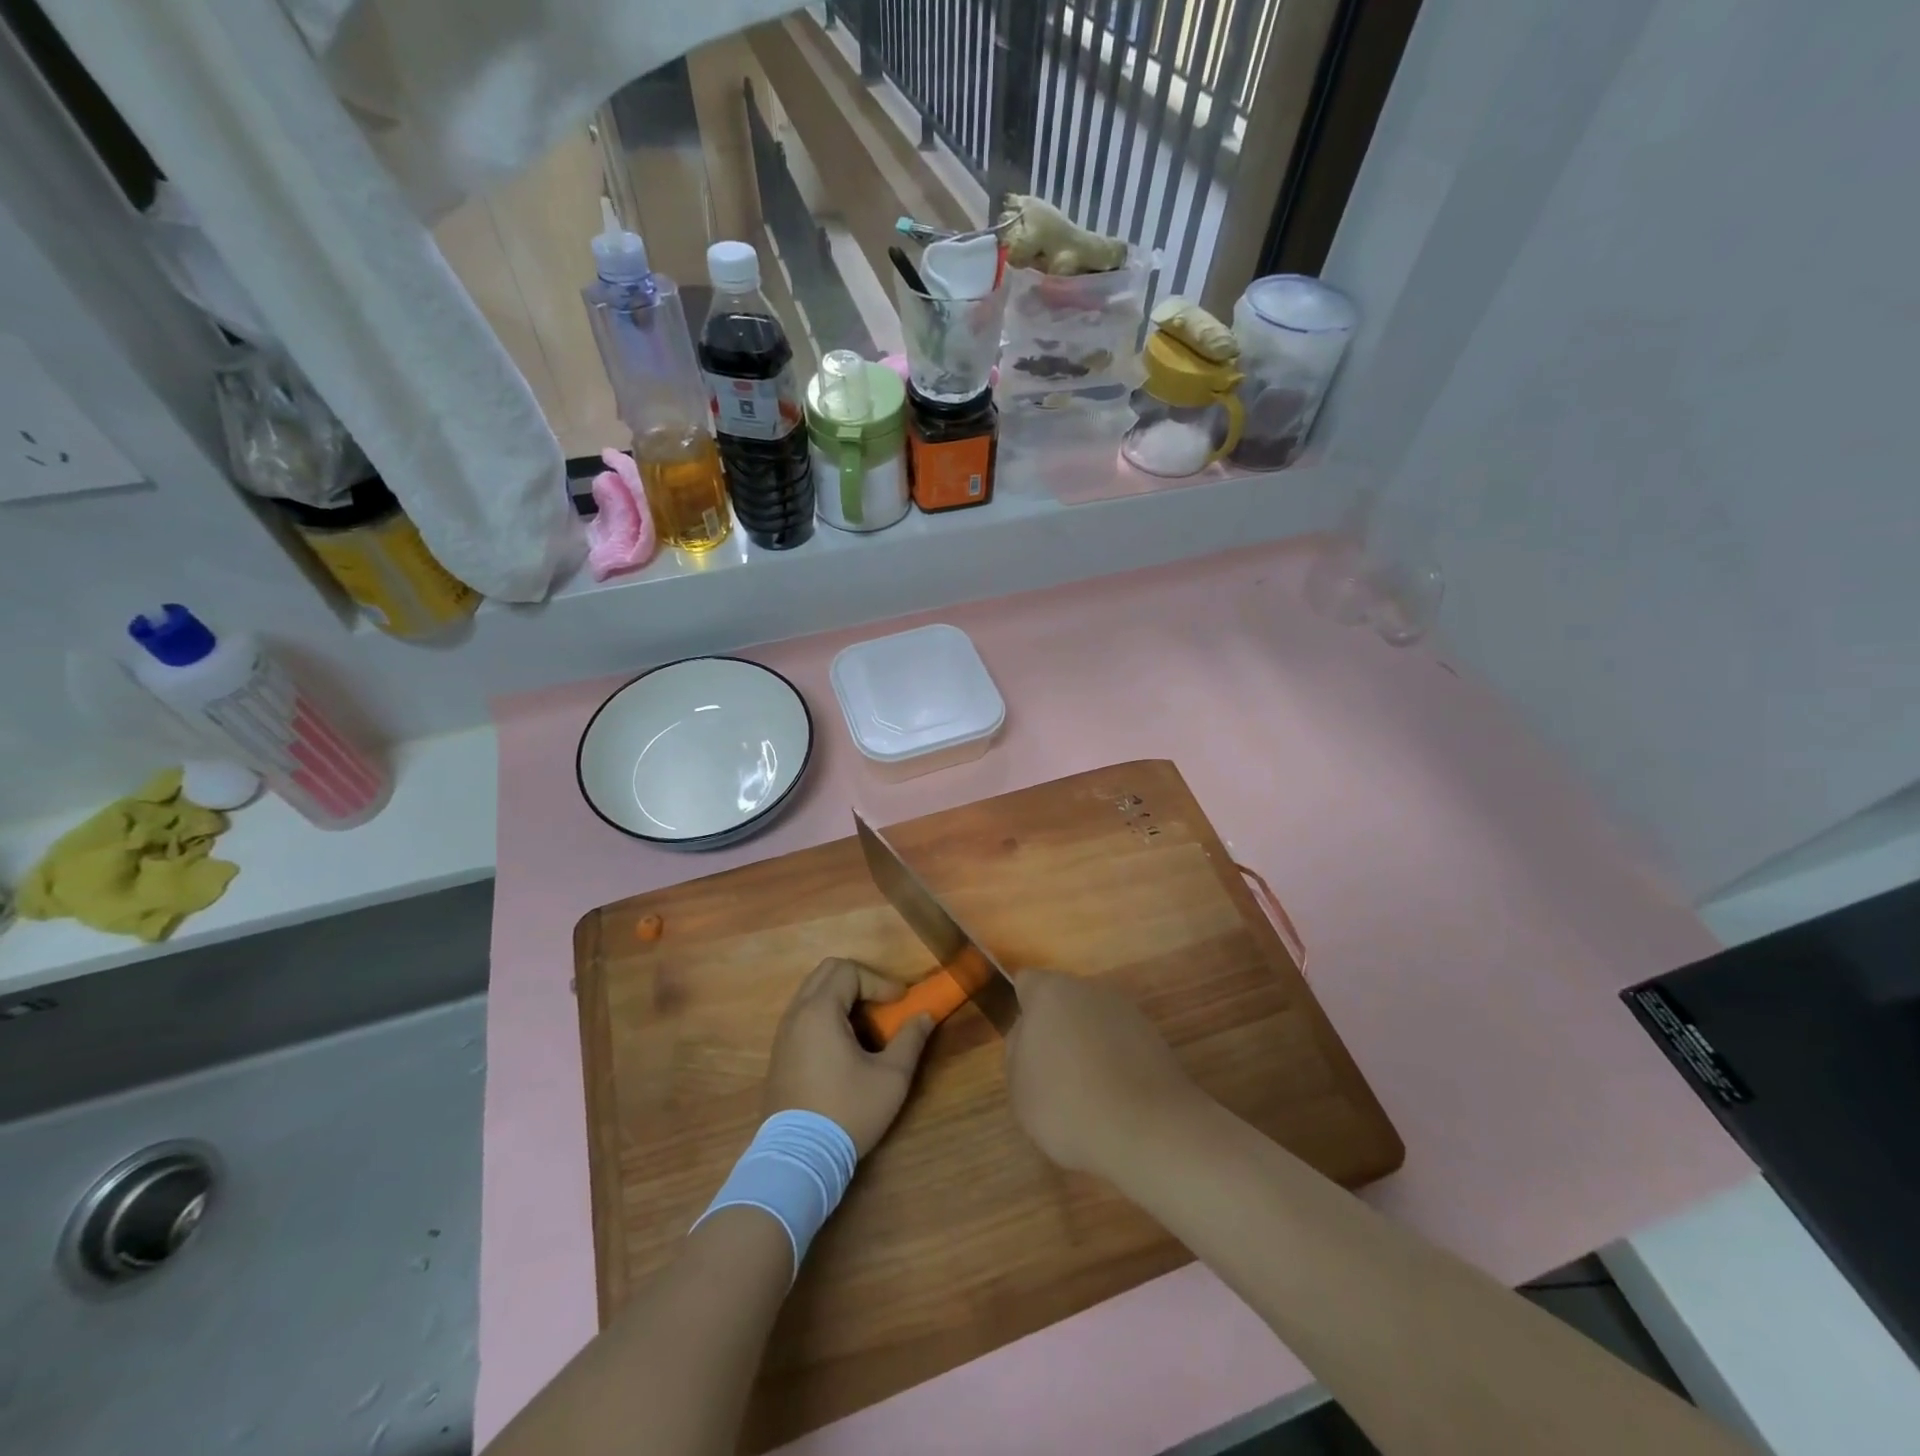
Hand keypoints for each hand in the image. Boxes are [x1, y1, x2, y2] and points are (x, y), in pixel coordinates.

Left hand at [764, 958, 934, 1155]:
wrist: (797, 1159)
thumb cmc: (847, 1112)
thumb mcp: (891, 1078)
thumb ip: (911, 1040)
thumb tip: (925, 1017)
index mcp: (819, 1011)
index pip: (849, 971)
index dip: (879, 981)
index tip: (901, 1002)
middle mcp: (796, 1014)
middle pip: (827, 972)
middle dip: (860, 980)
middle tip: (883, 1003)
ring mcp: (783, 1033)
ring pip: (812, 992)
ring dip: (842, 996)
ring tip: (867, 1022)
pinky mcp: (779, 1053)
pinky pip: (804, 1014)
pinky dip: (826, 1013)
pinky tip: (845, 1043)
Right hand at [1005, 970, 1204, 1177]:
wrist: (1147, 1130)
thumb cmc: (1067, 1104)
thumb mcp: (1018, 1087)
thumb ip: (1016, 1050)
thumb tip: (1028, 1033)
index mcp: (1050, 992)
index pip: (1027, 982)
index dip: (1023, 1010)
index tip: (1024, 1046)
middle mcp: (1089, 989)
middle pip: (1063, 1001)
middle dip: (1056, 1029)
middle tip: (1050, 1074)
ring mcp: (1126, 1011)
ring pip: (1094, 1022)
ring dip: (1087, 1046)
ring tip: (1086, 1093)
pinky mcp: (1155, 1037)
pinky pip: (1121, 1044)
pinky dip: (1115, 1063)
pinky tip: (1115, 1099)